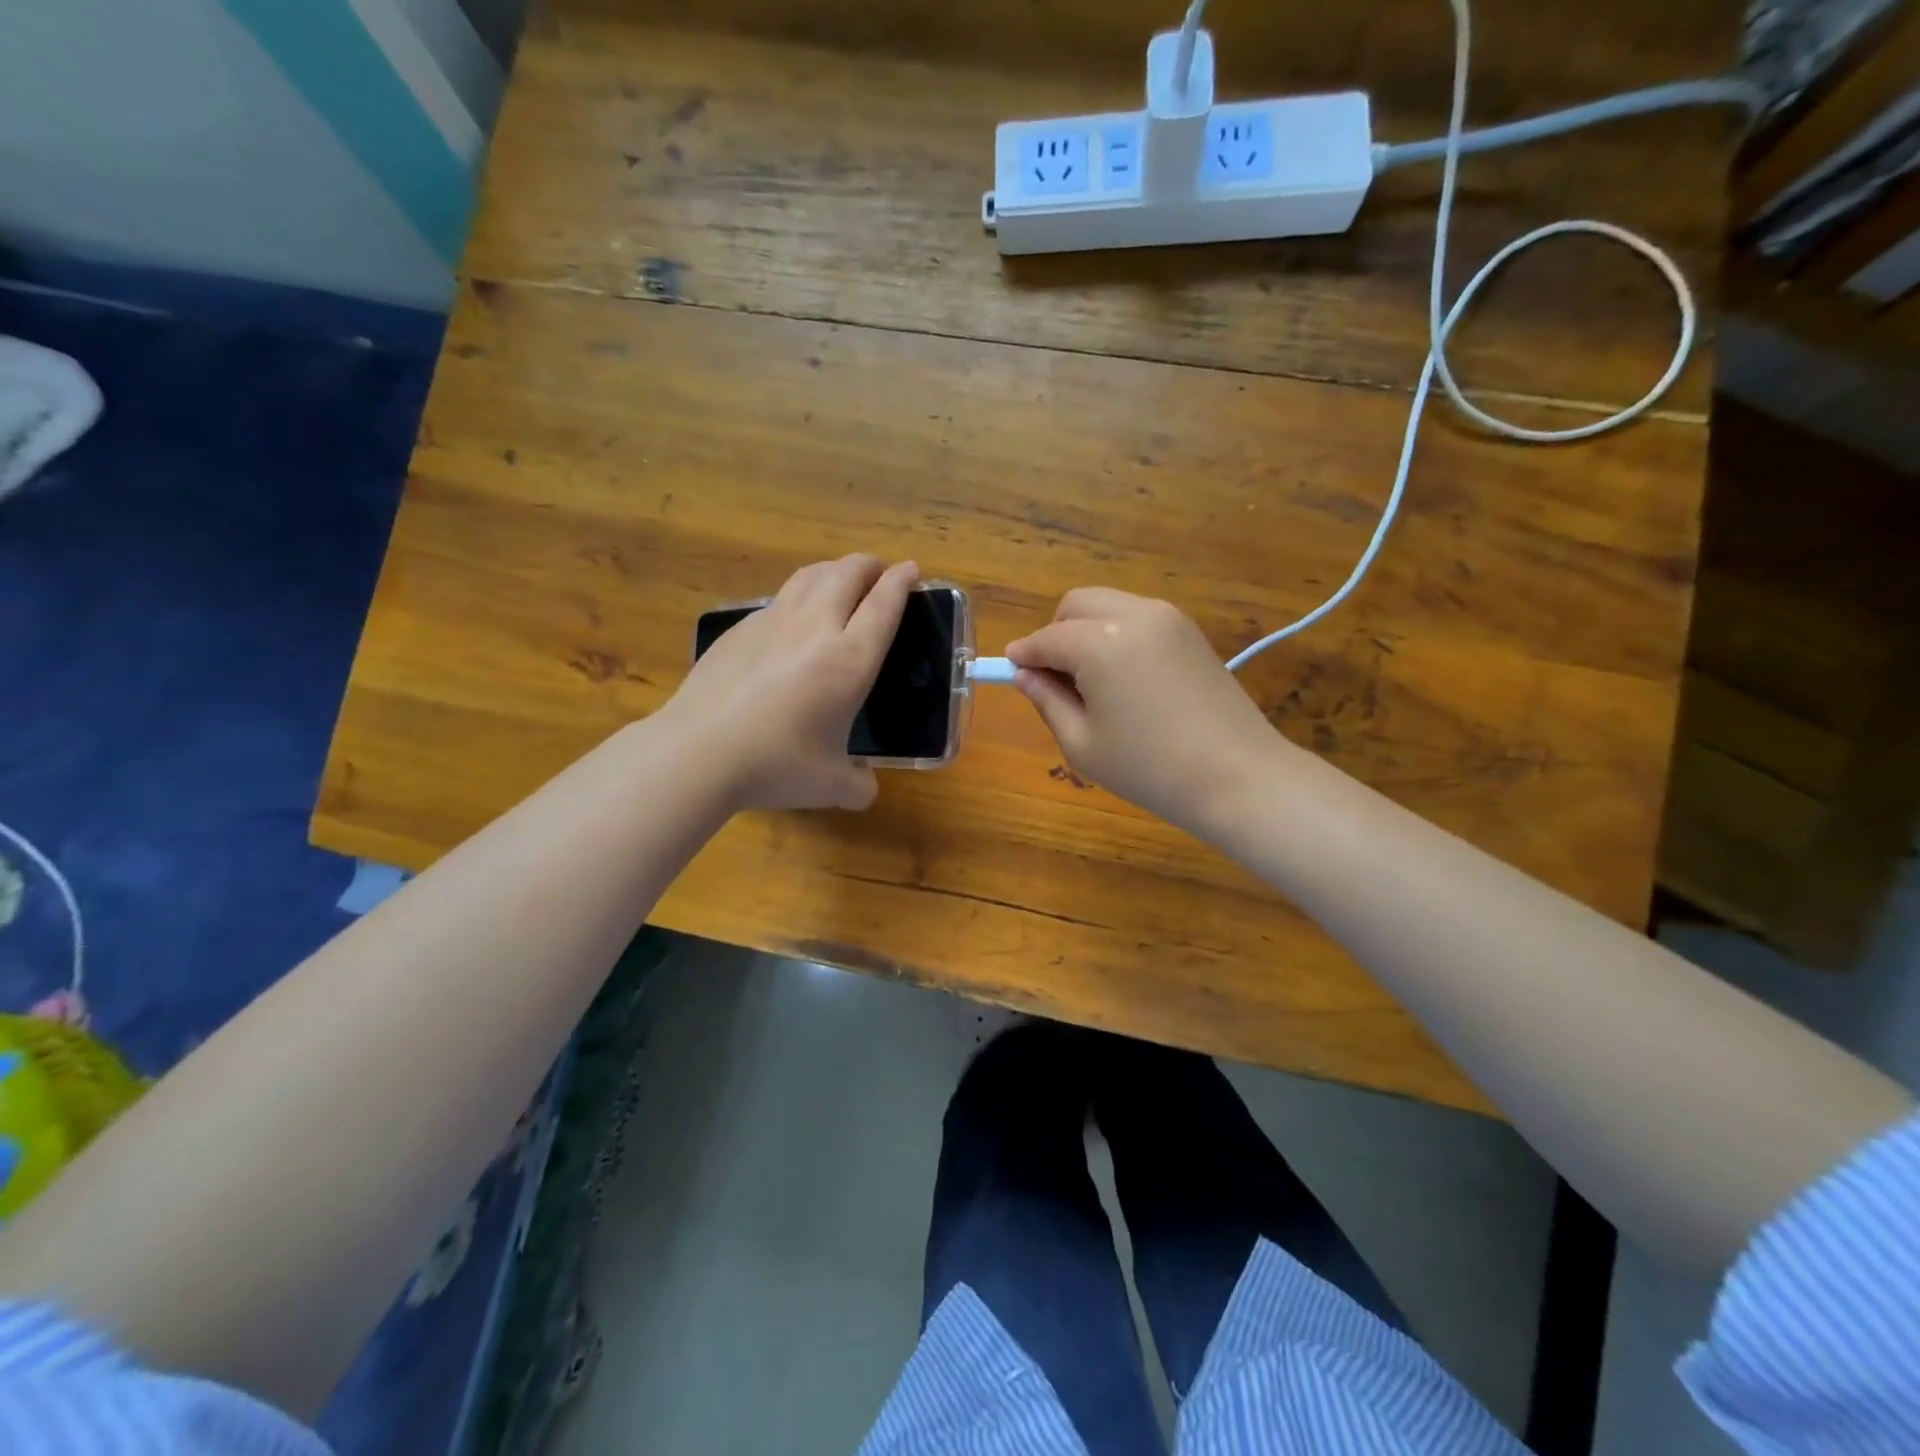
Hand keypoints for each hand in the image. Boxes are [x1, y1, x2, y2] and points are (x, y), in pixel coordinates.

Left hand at [664, 555, 917, 811]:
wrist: (699, 752)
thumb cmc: (776, 765)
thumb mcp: (831, 786)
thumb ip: (858, 785)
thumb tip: (864, 788)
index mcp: (850, 660)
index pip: (884, 604)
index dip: (901, 581)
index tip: (910, 569)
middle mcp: (815, 628)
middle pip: (847, 573)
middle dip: (869, 566)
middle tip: (878, 574)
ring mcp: (772, 622)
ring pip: (810, 575)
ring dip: (833, 570)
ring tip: (839, 581)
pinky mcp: (739, 628)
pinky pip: (778, 599)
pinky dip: (797, 597)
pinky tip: (791, 620)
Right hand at [1007, 588, 1284, 835]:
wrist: (1238, 777)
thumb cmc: (1150, 769)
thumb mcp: (1082, 743)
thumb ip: (1047, 701)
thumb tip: (1024, 675)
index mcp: (1100, 643)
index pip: (1046, 638)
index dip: (1023, 656)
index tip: (1010, 673)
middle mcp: (1134, 615)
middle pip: (1077, 605)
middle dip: (1055, 633)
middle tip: (1054, 679)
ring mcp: (1168, 618)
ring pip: (1108, 605)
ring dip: (1086, 631)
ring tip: (1091, 682)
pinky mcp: (1190, 631)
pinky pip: (1137, 618)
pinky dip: (1117, 635)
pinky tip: (1124, 679)